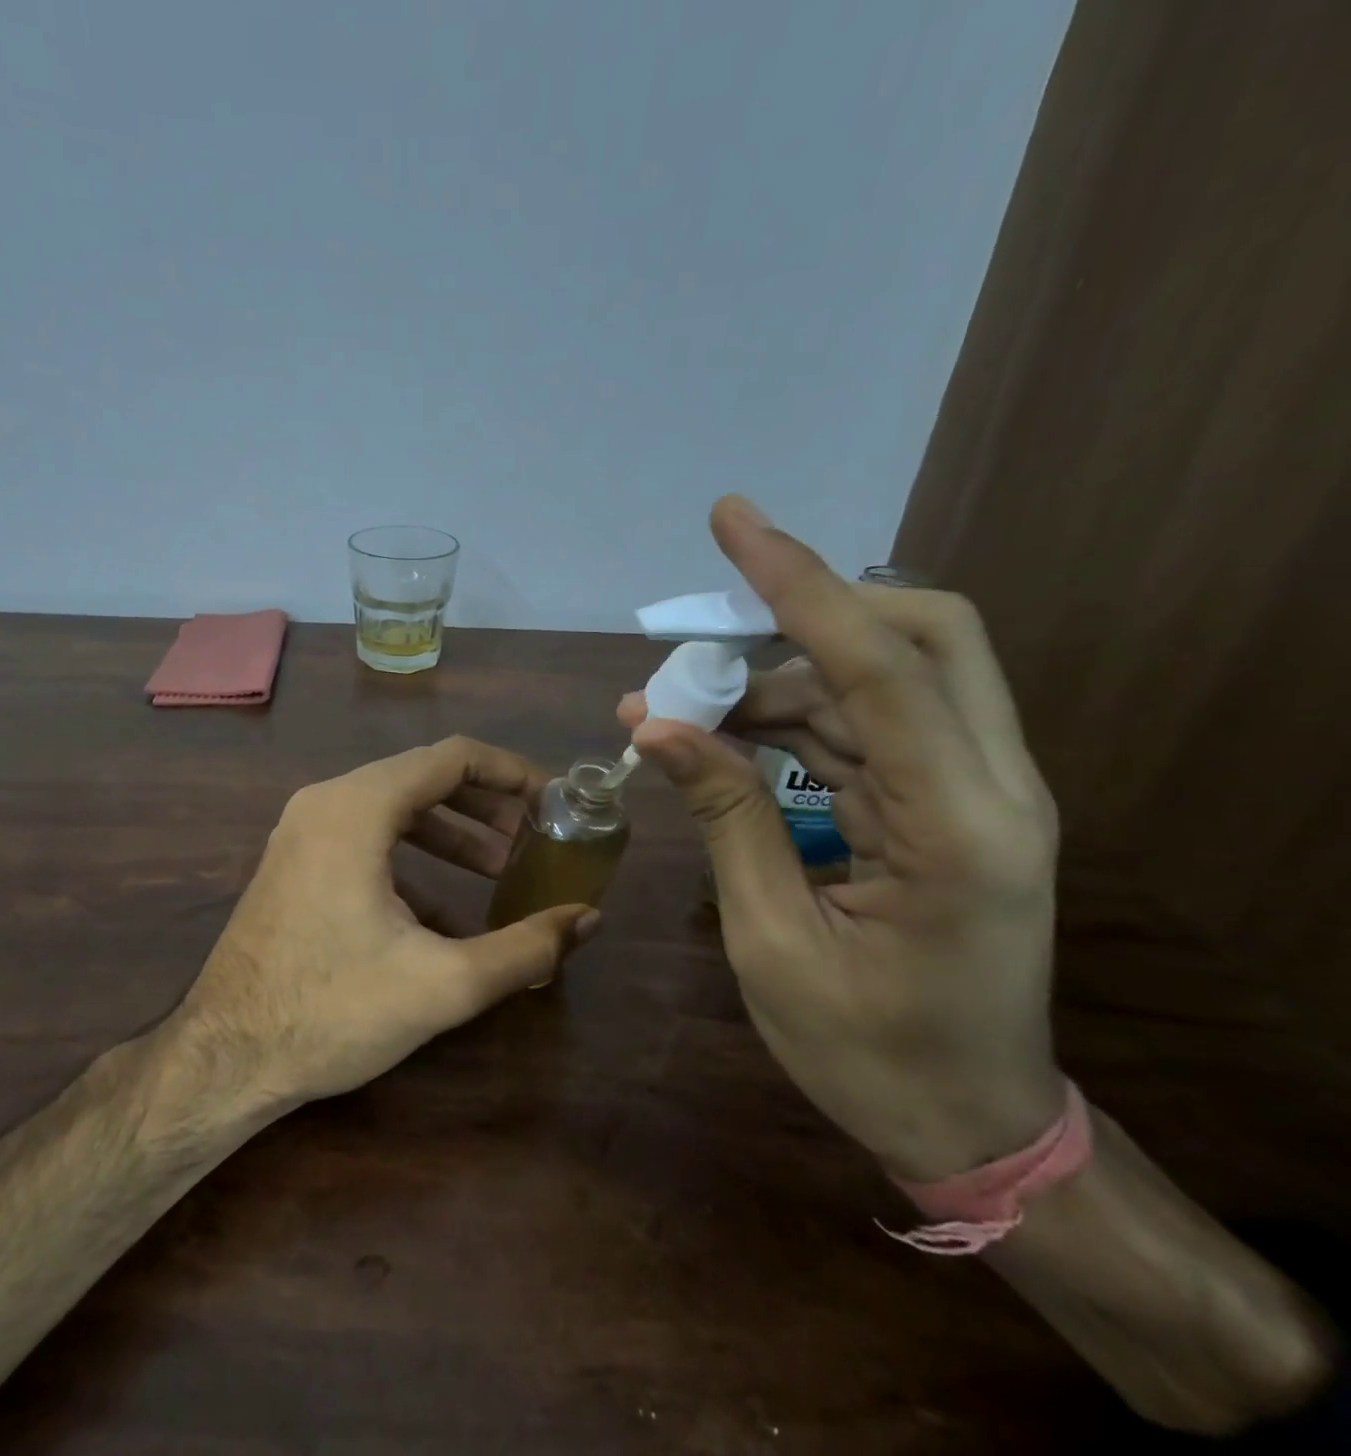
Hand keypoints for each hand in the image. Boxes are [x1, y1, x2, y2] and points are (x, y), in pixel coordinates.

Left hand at [172, 736, 599, 1107]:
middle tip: (533, 839)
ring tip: (500, 870)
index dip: (510, 772)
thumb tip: (588, 919)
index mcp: (357, 808)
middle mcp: (325, 802)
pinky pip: (366, 838)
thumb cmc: (332, 1012)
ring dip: (450, 832)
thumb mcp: (443, 984)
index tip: (553, 800)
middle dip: (485, 805)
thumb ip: (525, 948)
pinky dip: (412, 858)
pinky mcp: (295, 861)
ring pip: (393, 808)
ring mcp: (303, 830)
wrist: (226, 1056)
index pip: (450, 758)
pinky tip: (445, 911)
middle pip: (422, 777)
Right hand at [620, 498, 1064, 1180]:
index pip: (882, 665)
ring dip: (780, 677)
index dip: (799, 584)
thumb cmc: (868, 1054)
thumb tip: (658, 725)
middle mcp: (991, 789)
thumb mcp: (772, 941)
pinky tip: (724, 738)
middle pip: (925, 636)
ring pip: (885, 680)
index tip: (734, 522)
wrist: (971, 1123)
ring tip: (684, 707)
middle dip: (814, 606)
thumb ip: (725, 818)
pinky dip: (793, 719)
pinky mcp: (948, 805)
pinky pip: (869, 726)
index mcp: (959, 830)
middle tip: (711, 623)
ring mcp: (978, 793)